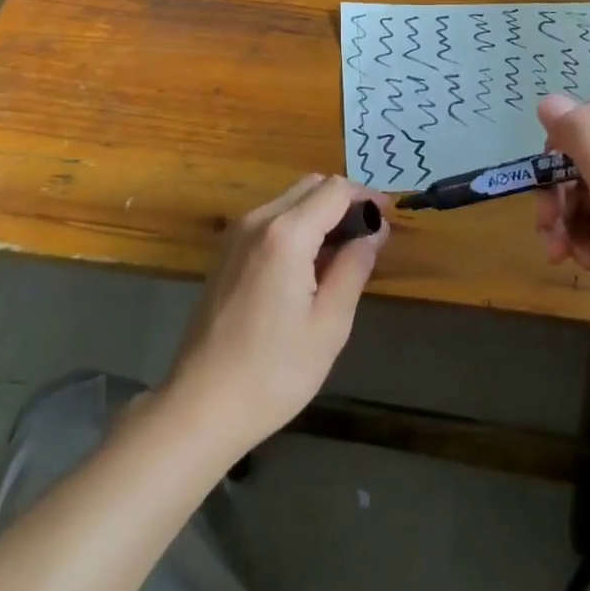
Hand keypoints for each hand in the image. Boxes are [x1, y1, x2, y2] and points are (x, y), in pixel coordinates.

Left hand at [162, 175, 388, 460]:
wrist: (201, 405)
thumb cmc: (274, 371)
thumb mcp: (329, 324)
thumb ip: (355, 266)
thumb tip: (376, 229)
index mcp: (286, 233)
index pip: (335, 190)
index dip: (366, 197)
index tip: (389, 219)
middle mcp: (258, 219)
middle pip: (311, 185)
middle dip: (344, 201)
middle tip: (369, 237)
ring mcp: (237, 233)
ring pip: (290, 200)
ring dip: (320, 213)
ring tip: (343, 254)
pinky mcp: (226, 251)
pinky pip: (271, 219)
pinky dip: (297, 225)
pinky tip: (308, 266)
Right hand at [534, 94, 589, 404]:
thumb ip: (588, 144)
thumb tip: (549, 101)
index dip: (577, 130)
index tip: (553, 163)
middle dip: (563, 180)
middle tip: (547, 213)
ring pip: (583, 182)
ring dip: (561, 210)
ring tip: (554, 244)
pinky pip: (589, 213)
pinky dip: (572, 231)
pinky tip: (569, 258)